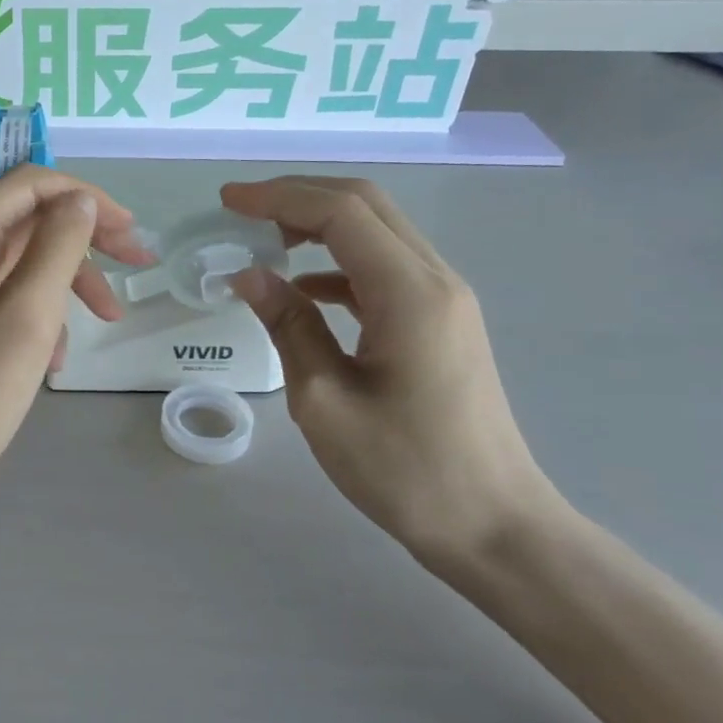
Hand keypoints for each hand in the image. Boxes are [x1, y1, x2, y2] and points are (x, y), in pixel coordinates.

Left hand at [0, 168, 151, 497]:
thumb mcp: (27, 316)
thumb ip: (57, 248)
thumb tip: (79, 200)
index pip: (29, 186)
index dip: (86, 198)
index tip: (130, 233)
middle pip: (27, 222)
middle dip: (84, 241)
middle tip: (136, 268)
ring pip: (20, 263)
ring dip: (66, 283)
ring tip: (105, 321)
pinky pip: (4, 298)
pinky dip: (38, 315)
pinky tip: (54, 358)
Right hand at [221, 177, 567, 566]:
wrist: (494, 526)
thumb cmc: (406, 471)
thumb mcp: (324, 401)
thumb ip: (287, 326)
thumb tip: (248, 275)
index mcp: (409, 293)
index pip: (341, 212)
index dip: (280, 197)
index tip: (228, 201)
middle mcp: (435, 280)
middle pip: (366, 206)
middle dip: (299, 196)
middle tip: (242, 211)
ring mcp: (444, 299)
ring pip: (377, 232)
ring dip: (319, 225)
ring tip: (264, 243)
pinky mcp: (441, 321)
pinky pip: (384, 268)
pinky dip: (338, 263)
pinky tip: (304, 289)